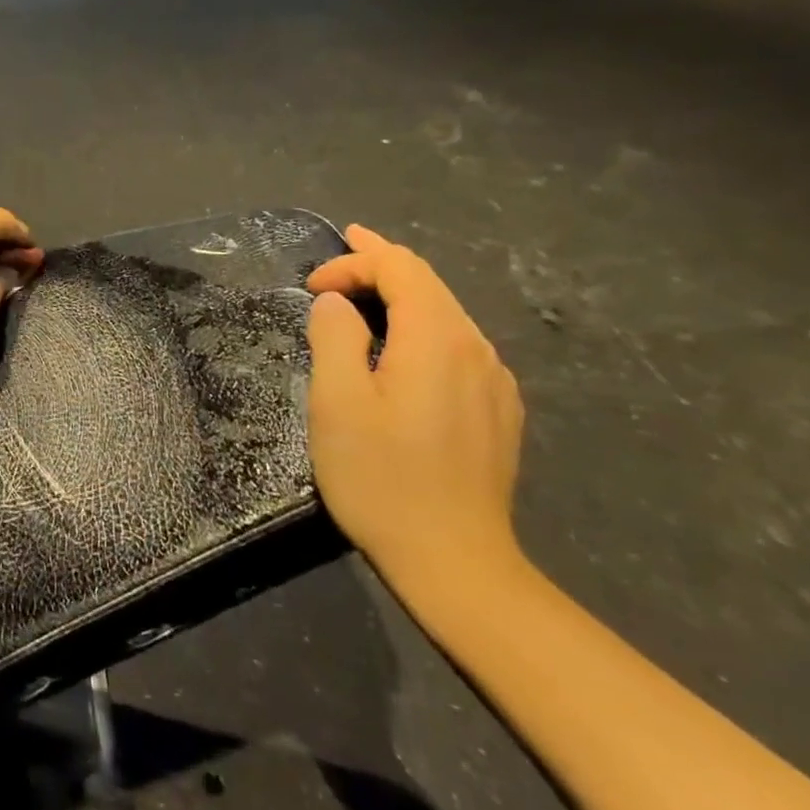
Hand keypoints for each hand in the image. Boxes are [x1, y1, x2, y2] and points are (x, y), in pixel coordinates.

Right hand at [304, 225, 524, 590]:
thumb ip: (334, 337)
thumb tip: (336, 305)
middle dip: (380, 262)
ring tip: (365, 290)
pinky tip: (402, 346)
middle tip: (344, 245)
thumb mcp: (337, 403)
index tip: (311, 287)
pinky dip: (422, 326)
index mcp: (436, 339)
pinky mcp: (498, 411)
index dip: (353, 262)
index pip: (399, 268)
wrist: (457, 564)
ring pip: (445, 313)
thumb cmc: (383, 479)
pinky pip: (457, 346)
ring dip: (401, 294)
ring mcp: (494, 382)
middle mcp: (475, 348)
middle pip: (428, 283)